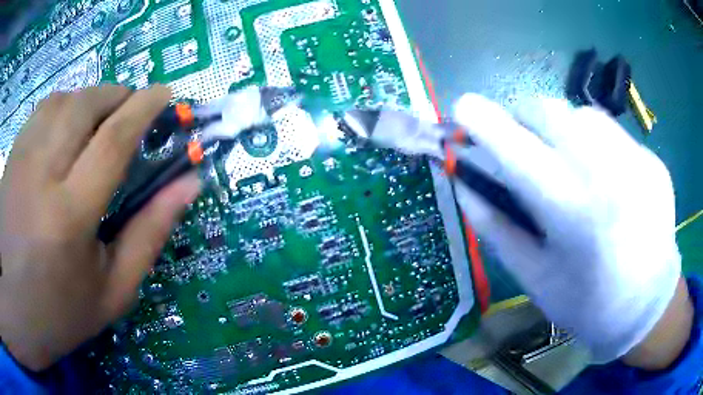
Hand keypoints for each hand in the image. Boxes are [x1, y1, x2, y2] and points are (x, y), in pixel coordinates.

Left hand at [0, 85, 200, 370]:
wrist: (16, 310)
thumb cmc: (59, 313)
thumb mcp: (112, 291)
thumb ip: (150, 234)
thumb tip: (189, 184)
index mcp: (69, 218)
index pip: (113, 140)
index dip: (144, 108)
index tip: (166, 94)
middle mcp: (40, 175)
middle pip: (86, 105)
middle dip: (118, 97)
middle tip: (131, 113)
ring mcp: (20, 159)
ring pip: (63, 100)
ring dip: (91, 100)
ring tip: (100, 121)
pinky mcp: (12, 155)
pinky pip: (43, 110)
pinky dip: (65, 107)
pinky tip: (67, 130)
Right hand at [450, 95, 689, 365]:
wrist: (647, 306)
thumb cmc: (587, 304)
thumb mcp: (535, 277)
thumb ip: (496, 226)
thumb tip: (464, 182)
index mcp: (572, 213)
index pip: (516, 148)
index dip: (483, 121)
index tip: (462, 107)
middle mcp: (607, 174)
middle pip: (548, 110)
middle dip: (522, 116)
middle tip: (521, 141)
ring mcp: (637, 161)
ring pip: (581, 114)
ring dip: (561, 127)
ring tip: (568, 160)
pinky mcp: (652, 160)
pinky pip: (613, 133)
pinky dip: (595, 142)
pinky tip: (604, 176)